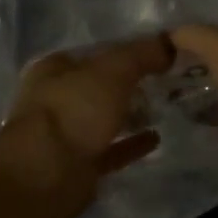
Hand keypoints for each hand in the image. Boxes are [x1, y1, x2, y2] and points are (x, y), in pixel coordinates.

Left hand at [0, 36, 174, 203]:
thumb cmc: (73, 110)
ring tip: (165, 109)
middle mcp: (56, 100)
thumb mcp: (112, 71)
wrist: (46, 174)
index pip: (95, 53)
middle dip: (130, 85)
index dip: (126, 52)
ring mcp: (65, 135)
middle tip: (167, 83)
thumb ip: (141, 54)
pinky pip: (111, 150)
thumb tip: (170, 43)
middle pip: (99, 87)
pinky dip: (131, 145)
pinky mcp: (78, 166)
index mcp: (54, 69)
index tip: (160, 55)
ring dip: (131, 115)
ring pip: (104, 120)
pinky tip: (156, 139)